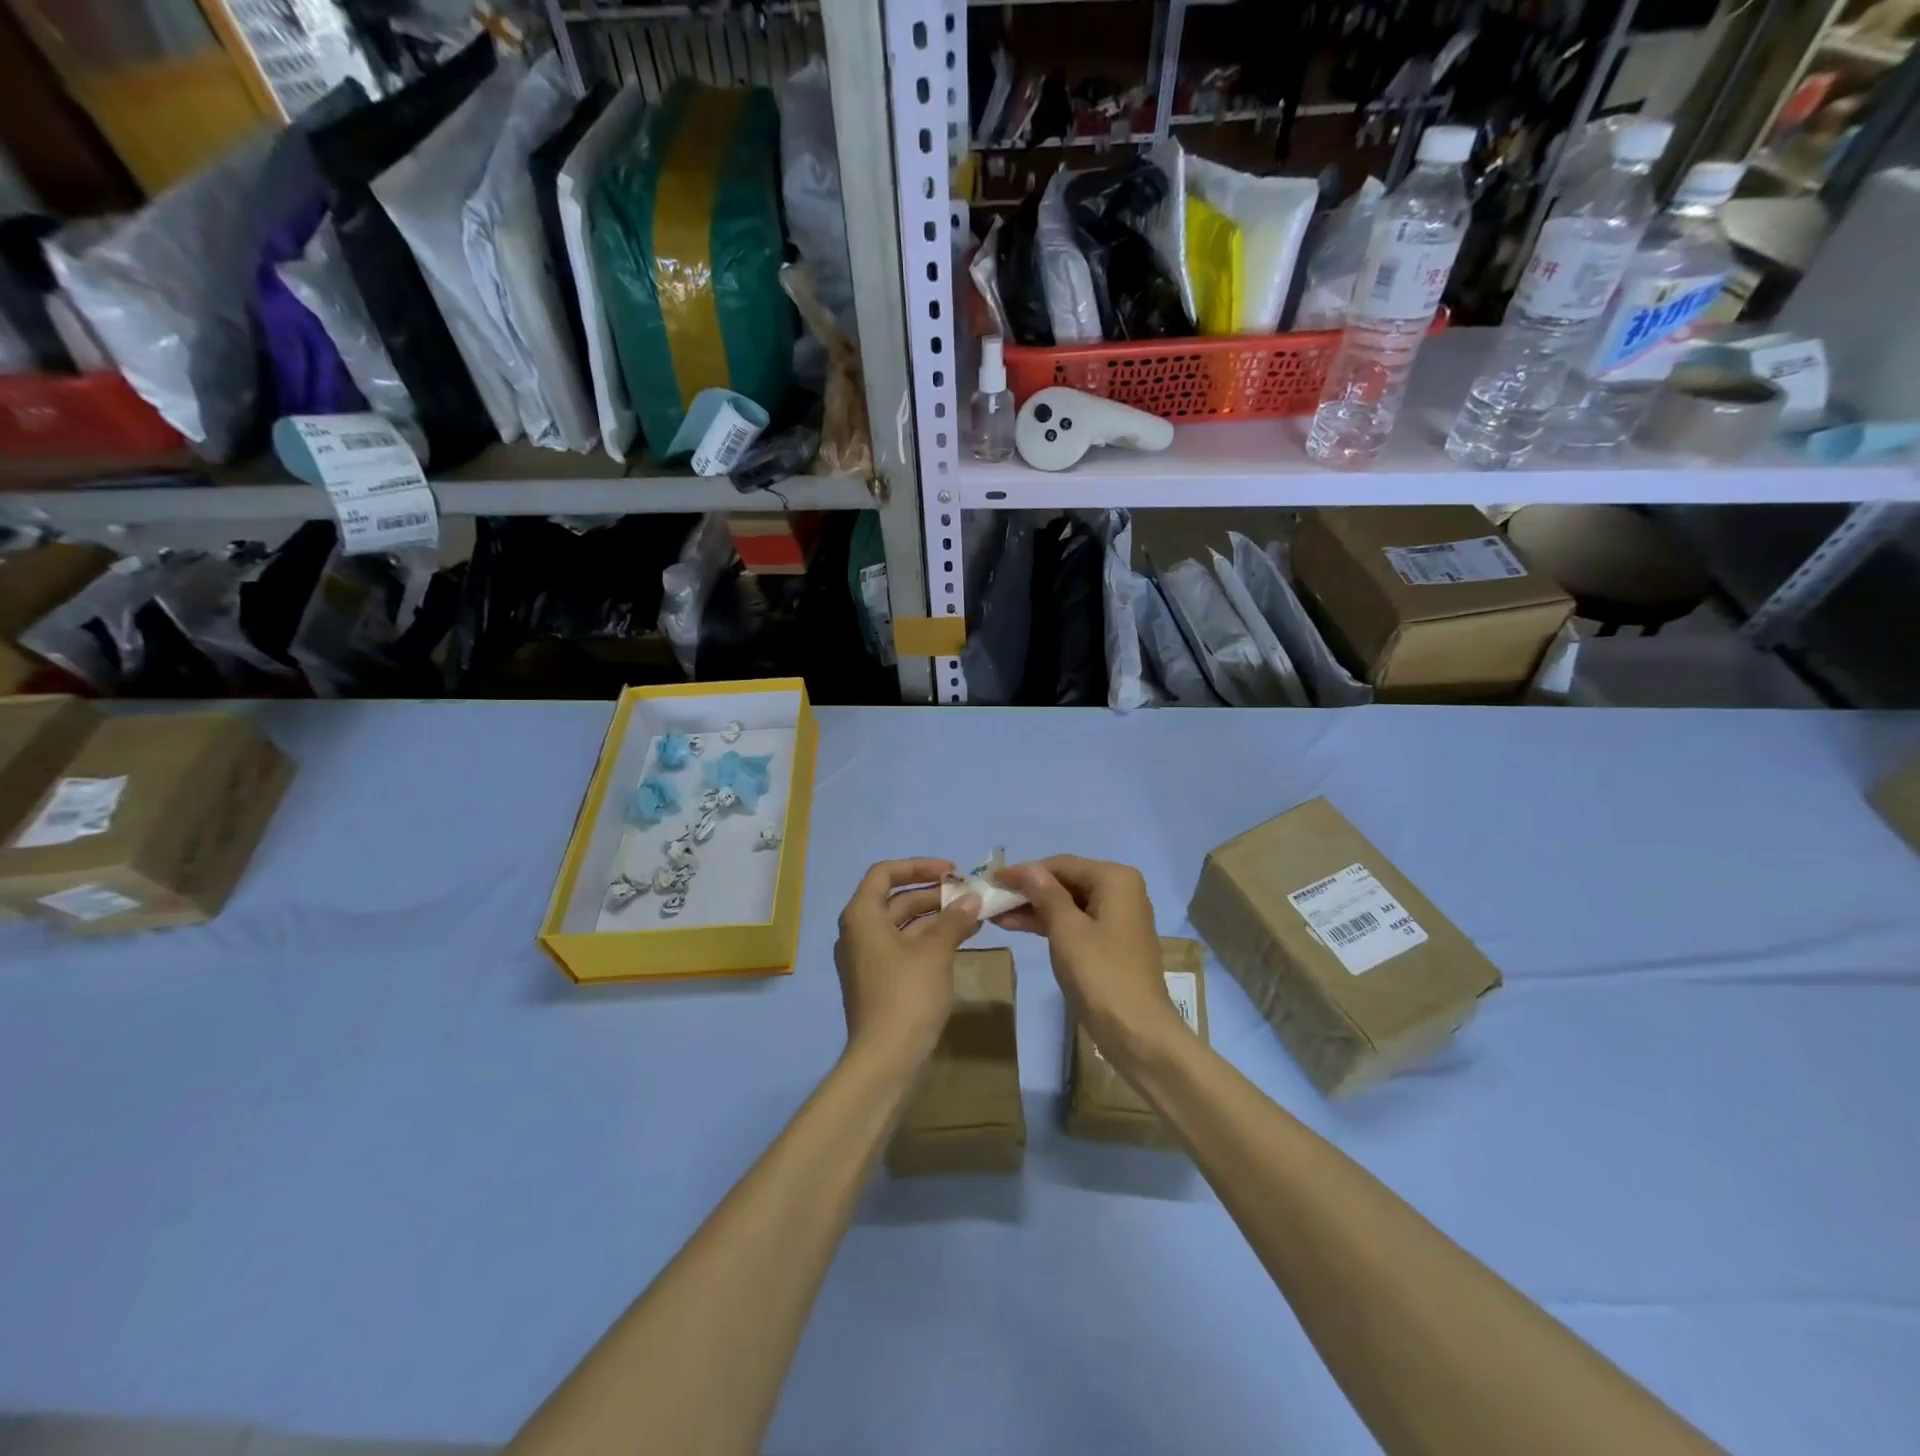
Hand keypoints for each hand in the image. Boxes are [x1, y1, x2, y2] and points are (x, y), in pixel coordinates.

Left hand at [833, 858, 980, 1069]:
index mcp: (862, 916)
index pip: (884, 873)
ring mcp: (867, 958)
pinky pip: (904, 947)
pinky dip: (930, 940)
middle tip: (969, 894)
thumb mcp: (935, 953)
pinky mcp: (879, 980)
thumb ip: (954, 920)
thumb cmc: (906, 995)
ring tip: (973, 915)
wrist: (886, 1060)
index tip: (951, 871)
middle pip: (895, 898)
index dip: (918, 866)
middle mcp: (858, 932)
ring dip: (936, 917)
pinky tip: (960, 940)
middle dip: (933, 893)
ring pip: (903, 924)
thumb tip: (973, 899)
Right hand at [996, 856, 1181, 1065]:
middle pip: (1066, 882)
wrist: (1136, 1030)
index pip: (1061, 865)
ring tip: (997, 915)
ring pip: (1069, 904)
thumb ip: (1045, 893)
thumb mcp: (1066, 929)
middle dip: (1029, 892)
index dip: (1024, 872)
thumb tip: (1027, 868)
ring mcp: (1118, 918)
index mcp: (1115, 879)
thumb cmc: (1100, 973)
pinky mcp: (1112, 942)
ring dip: (1034, 909)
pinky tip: (1019, 926)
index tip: (992, 880)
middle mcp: (1121, 891)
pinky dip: (1050, 924)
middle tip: (993, 899)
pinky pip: (1076, 923)